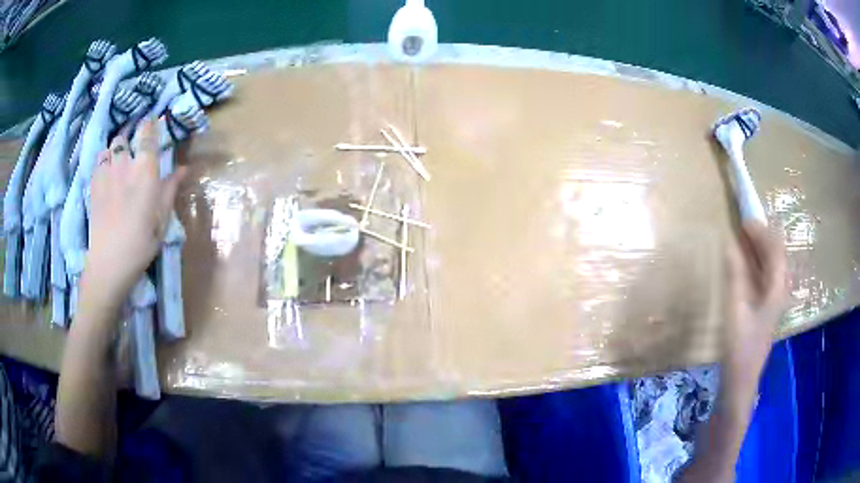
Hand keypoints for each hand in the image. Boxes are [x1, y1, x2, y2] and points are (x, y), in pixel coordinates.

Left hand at [83, 118, 185, 306]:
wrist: (109, 262)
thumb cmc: (141, 243)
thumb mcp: (161, 219)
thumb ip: (170, 189)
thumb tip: (184, 168)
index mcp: (146, 170)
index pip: (147, 134)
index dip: (150, 124)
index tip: (154, 120)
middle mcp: (125, 164)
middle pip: (125, 138)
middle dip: (131, 139)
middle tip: (134, 149)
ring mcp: (106, 173)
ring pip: (110, 148)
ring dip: (115, 150)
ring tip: (118, 161)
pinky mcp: (93, 186)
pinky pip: (98, 163)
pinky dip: (103, 163)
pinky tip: (106, 174)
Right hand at [723, 220, 787, 379]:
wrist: (741, 379)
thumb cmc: (740, 346)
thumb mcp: (735, 310)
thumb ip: (735, 275)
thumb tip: (729, 243)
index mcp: (777, 288)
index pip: (775, 248)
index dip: (761, 231)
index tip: (743, 221)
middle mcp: (780, 290)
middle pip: (776, 254)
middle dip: (762, 236)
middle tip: (742, 226)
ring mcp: (774, 299)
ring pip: (772, 264)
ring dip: (760, 249)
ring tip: (743, 239)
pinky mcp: (767, 307)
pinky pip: (766, 275)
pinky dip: (757, 263)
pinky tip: (746, 263)